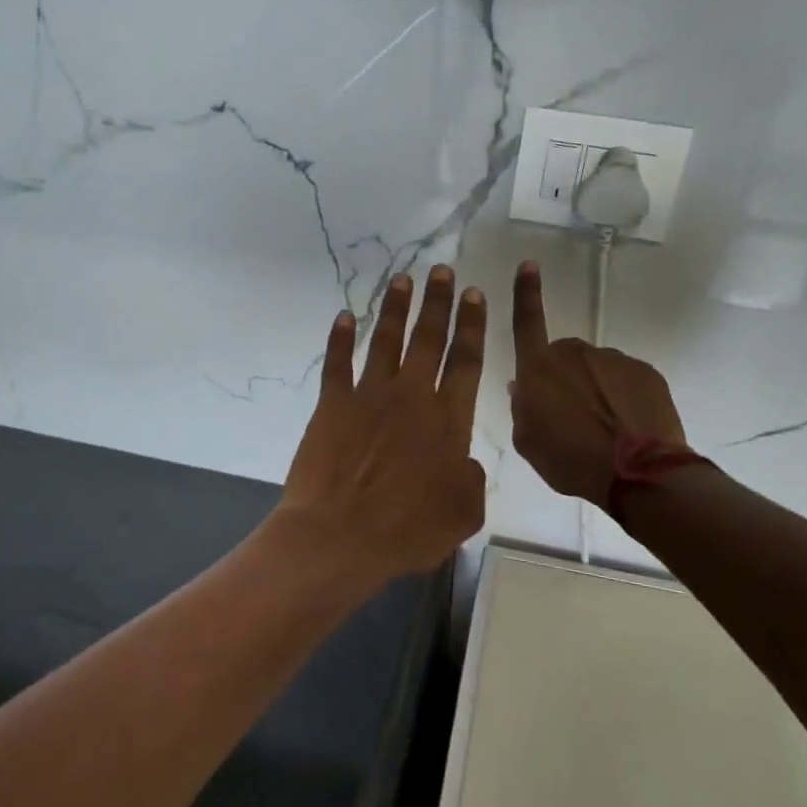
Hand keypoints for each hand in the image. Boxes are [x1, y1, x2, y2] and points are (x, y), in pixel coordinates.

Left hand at [279, 266, 488, 581]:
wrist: (340, 535)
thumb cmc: (407, 529)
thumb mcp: (463, 513)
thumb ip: (470, 479)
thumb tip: (463, 461)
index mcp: (448, 420)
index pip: (466, 361)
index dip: (472, 326)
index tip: (474, 294)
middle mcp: (411, 396)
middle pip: (428, 339)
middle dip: (437, 303)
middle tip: (442, 271)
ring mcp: (369, 396)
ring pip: (386, 341)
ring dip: (396, 309)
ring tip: (403, 279)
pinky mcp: (332, 405)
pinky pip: (337, 363)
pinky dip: (340, 338)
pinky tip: (344, 316)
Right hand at [509, 261, 685, 509]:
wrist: (638, 473)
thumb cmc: (569, 460)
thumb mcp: (528, 443)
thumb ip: (522, 409)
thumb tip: (522, 387)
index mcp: (539, 369)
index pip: (527, 322)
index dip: (525, 293)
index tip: (529, 264)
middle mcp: (575, 355)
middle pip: (564, 358)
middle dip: (565, 378)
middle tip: (571, 417)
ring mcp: (613, 360)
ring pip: (596, 370)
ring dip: (596, 390)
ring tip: (604, 429)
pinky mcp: (645, 372)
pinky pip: (626, 381)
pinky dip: (623, 398)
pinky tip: (627, 427)